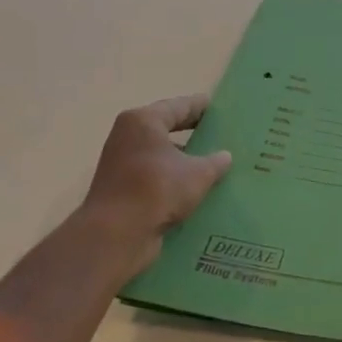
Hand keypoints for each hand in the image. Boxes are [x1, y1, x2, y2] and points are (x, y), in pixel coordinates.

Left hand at [81, 95, 231, 250]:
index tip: (219, 109)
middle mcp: (127, 137)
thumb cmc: (157, 189)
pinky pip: (153, 177)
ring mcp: (120, 164)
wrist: (116, 235)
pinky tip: (195, 189)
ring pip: (160, 155)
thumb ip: (215, 162)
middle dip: (192, 134)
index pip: (179, 107)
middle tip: (220, 136)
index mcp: (143, 122)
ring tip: (213, 165)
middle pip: (166, 129)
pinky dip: (172, 180)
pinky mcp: (120, 189)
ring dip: (183, 160)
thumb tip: (225, 157)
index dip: (201, 107)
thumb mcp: (199, 173)